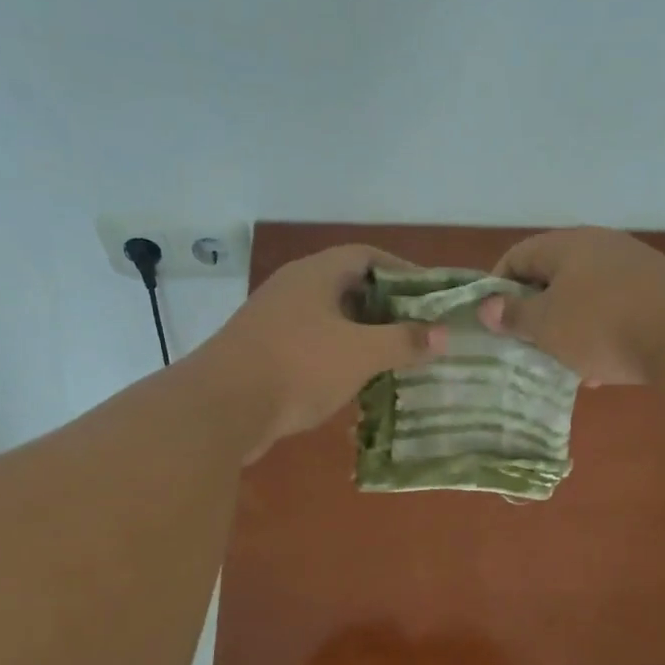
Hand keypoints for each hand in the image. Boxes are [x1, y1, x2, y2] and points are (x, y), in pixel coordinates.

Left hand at [192, 245, 444, 460]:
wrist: (222, 408)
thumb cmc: (298, 367)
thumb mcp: (360, 353)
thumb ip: (404, 341)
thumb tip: (443, 335)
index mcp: (315, 274)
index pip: (367, 256)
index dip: (403, 271)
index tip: (431, 295)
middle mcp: (293, 289)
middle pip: (349, 287)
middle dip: (387, 307)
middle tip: (419, 329)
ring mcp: (275, 321)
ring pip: (331, 319)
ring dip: (363, 335)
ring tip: (396, 356)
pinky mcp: (265, 352)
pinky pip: (313, 345)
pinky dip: (339, 356)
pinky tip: (357, 380)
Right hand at [477, 228, 664, 384]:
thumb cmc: (603, 326)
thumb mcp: (547, 325)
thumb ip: (514, 315)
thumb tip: (487, 306)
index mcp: (569, 245)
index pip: (518, 255)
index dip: (497, 286)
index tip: (491, 321)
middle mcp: (602, 247)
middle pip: (554, 276)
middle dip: (536, 312)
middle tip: (525, 344)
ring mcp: (636, 268)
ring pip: (587, 297)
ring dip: (569, 329)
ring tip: (561, 364)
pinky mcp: (661, 294)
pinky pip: (617, 312)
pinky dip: (601, 336)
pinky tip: (600, 371)